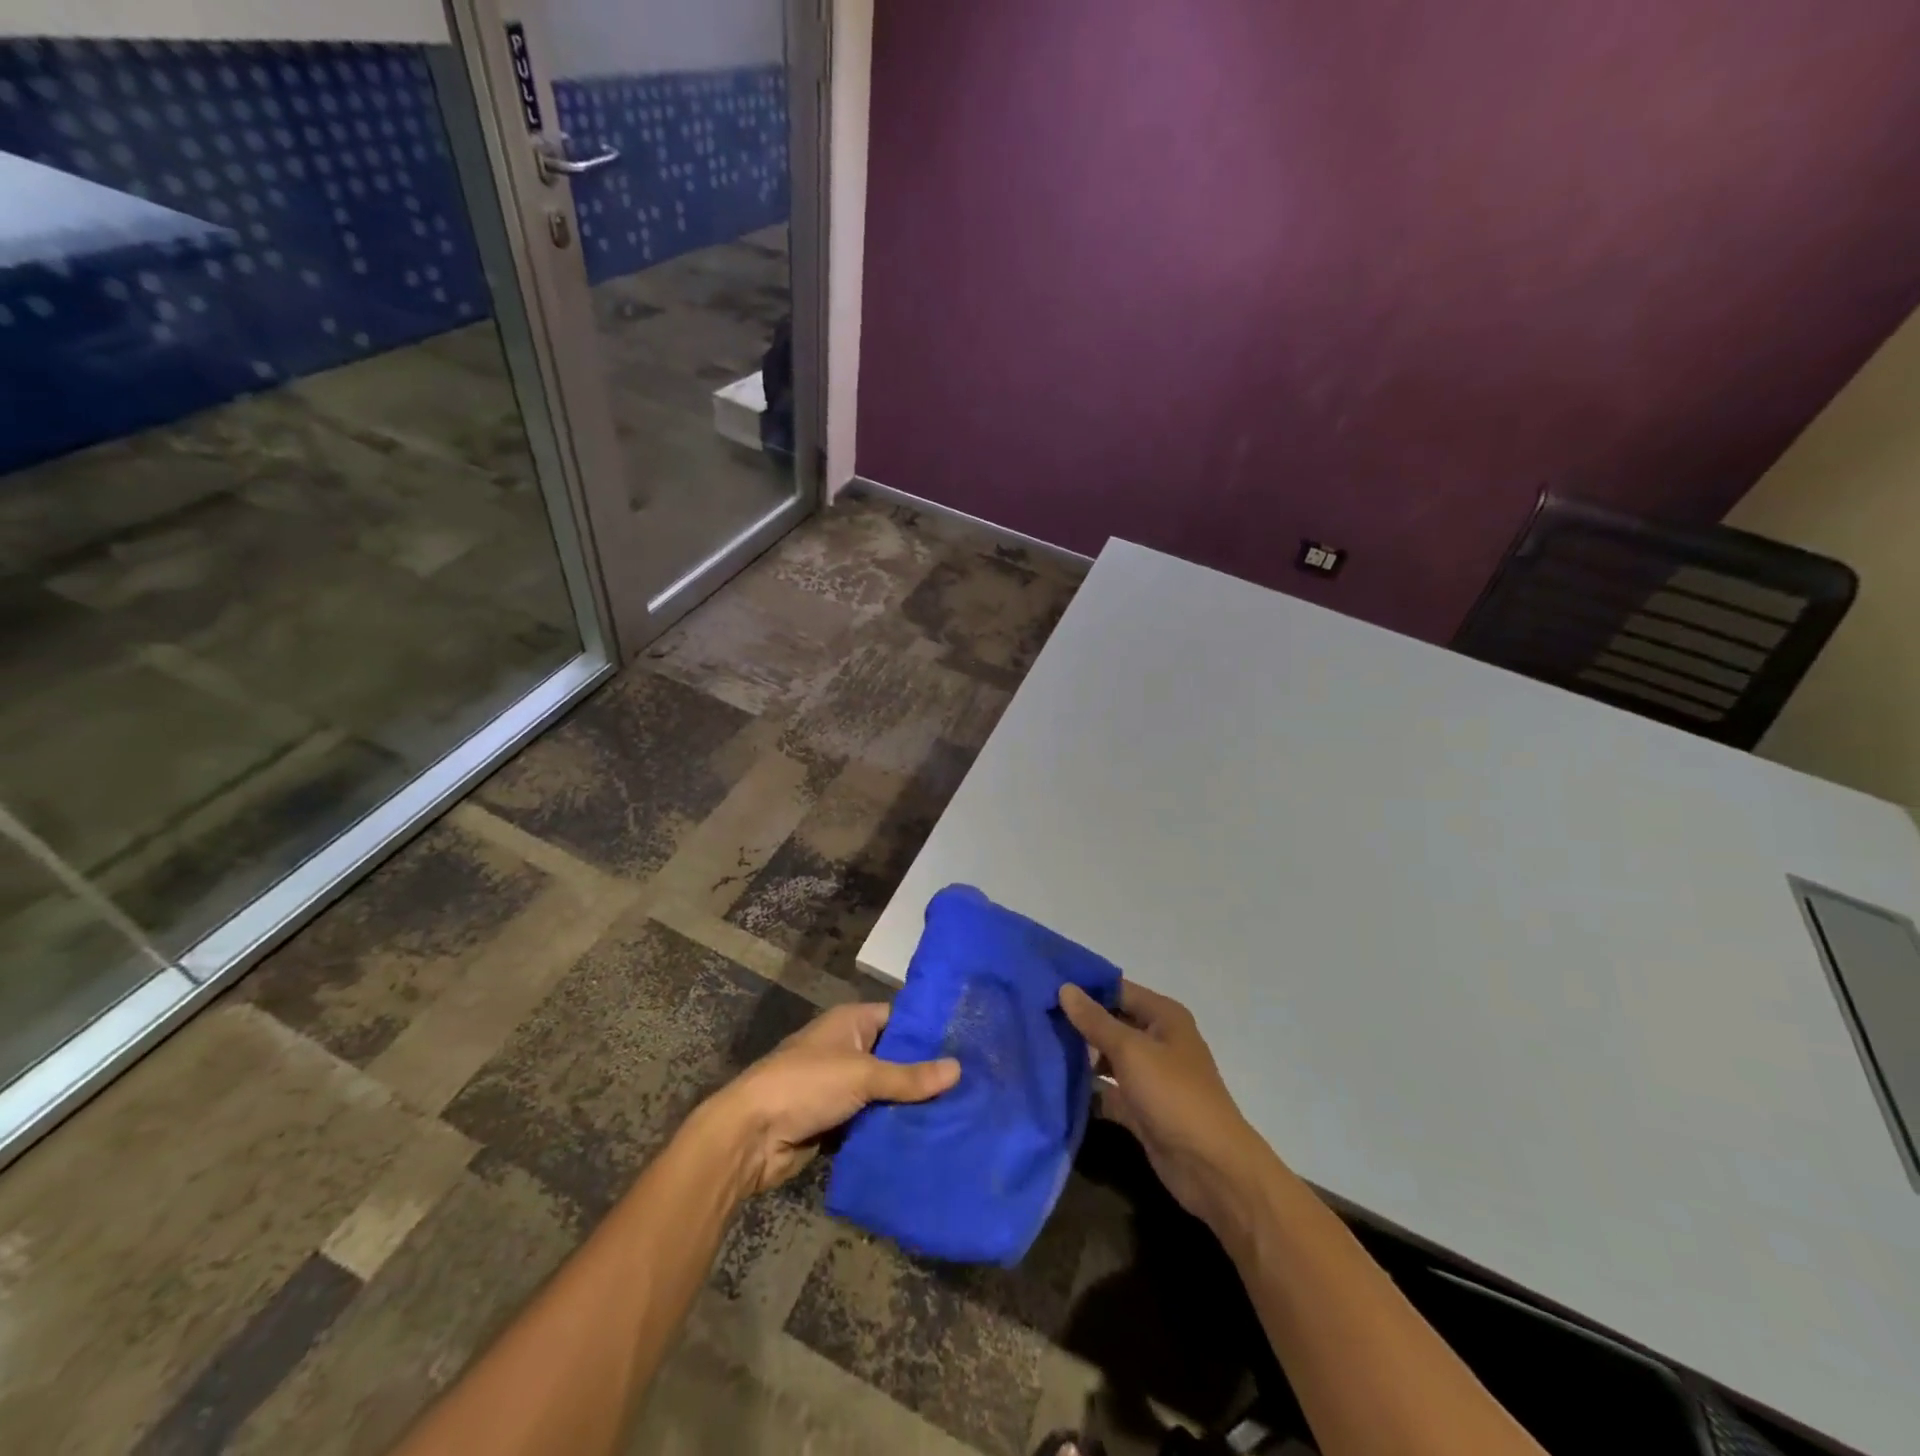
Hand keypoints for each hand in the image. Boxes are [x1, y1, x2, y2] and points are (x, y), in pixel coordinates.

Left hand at [701, 1001, 959, 1196]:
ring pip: (885, 1095)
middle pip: (895, 1059)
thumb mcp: (862, 1075)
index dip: (929, 1031)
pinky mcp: (835, 1123)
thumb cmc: (806, 1085)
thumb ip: (910, 1077)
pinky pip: (872, 1123)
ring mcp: (840, 1088)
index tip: (968, 1044)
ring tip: (961, 1115)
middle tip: (974, 1086)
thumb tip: (959, 1069)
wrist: (750, 1137)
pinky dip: (891, 1131)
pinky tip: (928, 1140)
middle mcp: (847, 1049)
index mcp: (851, 1022)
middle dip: (925, 1075)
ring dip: (910, 1107)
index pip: (899, 1019)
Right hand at [1059, 981, 1270, 1233]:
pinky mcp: (1140, 1109)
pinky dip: (1087, 1089)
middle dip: (1077, 1022)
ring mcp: (1149, 1077)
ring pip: (1107, 1057)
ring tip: (1037, 1047)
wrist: (1211, 1168)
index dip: (1084, 987)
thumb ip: (1095, 1021)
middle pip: (1111, 1022)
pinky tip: (1054, 1087)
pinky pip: (1108, 1091)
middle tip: (1033, 1016)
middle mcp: (1157, 1041)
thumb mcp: (1131, 1051)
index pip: (1117, 989)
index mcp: (1163, 1017)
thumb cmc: (1174, 1095)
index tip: (1044, 985)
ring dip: (1079, 1056)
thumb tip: (1065, 988)